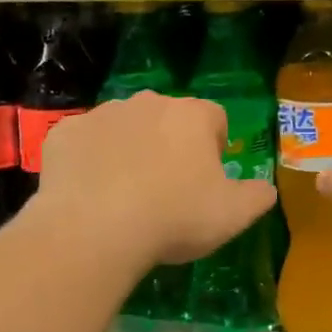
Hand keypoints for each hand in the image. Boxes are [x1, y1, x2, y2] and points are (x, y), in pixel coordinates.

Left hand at [34, 92, 276, 269]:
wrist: (93, 228)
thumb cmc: (173, 218)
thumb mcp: (232, 216)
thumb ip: (257, 196)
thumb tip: (266, 188)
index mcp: (192, 116)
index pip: (215, 119)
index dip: (215, 148)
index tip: (207, 180)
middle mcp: (148, 103)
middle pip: (168, 119)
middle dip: (170, 145)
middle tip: (167, 190)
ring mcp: (102, 114)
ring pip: (124, 127)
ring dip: (129, 149)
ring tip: (125, 194)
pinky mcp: (65, 133)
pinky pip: (85, 142)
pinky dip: (90, 161)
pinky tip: (89, 193)